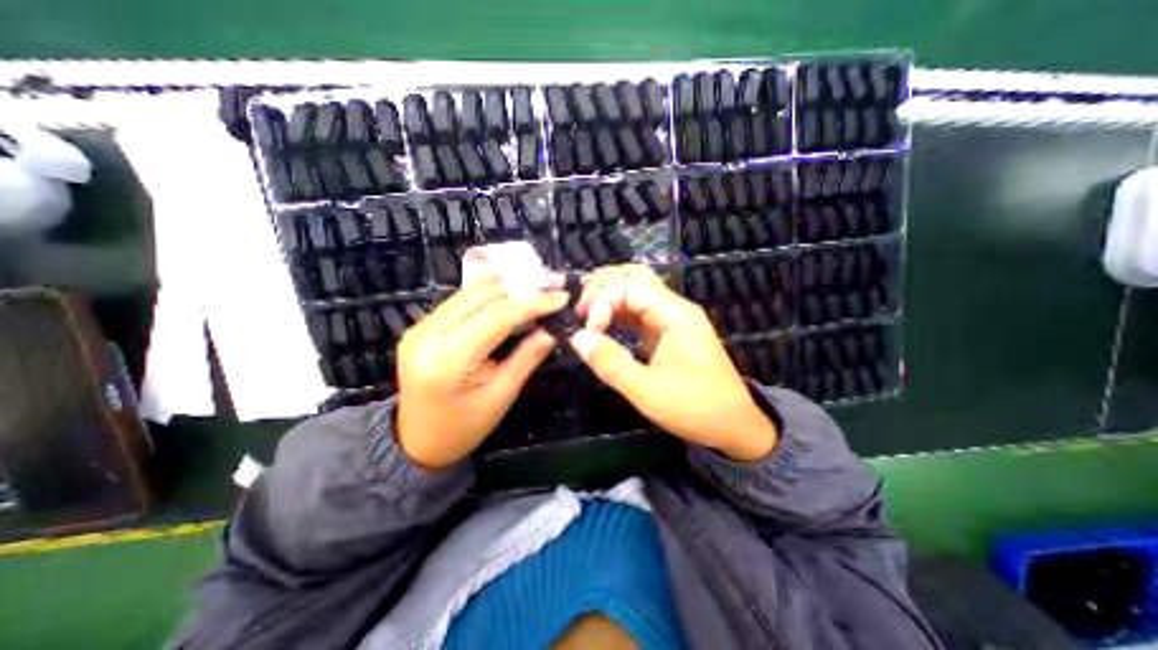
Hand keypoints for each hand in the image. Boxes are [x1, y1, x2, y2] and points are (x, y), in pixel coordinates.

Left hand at [397, 278, 568, 466]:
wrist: (417, 443)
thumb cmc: (464, 428)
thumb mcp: (502, 395)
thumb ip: (528, 356)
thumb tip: (554, 328)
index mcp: (449, 359)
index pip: (497, 316)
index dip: (533, 302)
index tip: (561, 297)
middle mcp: (428, 333)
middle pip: (482, 293)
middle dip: (521, 288)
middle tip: (550, 292)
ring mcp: (420, 327)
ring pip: (471, 291)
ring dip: (506, 289)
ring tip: (534, 295)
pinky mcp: (421, 326)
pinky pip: (461, 301)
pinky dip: (490, 298)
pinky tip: (509, 304)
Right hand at [569, 263, 775, 461]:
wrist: (734, 426)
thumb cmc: (694, 408)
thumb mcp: (647, 391)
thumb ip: (610, 362)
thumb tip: (577, 337)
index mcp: (676, 315)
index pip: (630, 287)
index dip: (603, 303)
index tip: (589, 331)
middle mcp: (675, 308)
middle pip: (636, 277)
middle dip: (604, 285)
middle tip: (580, 306)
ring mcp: (673, 319)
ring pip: (638, 290)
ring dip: (610, 294)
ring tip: (585, 307)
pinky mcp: (669, 332)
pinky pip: (640, 310)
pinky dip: (618, 310)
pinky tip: (603, 320)